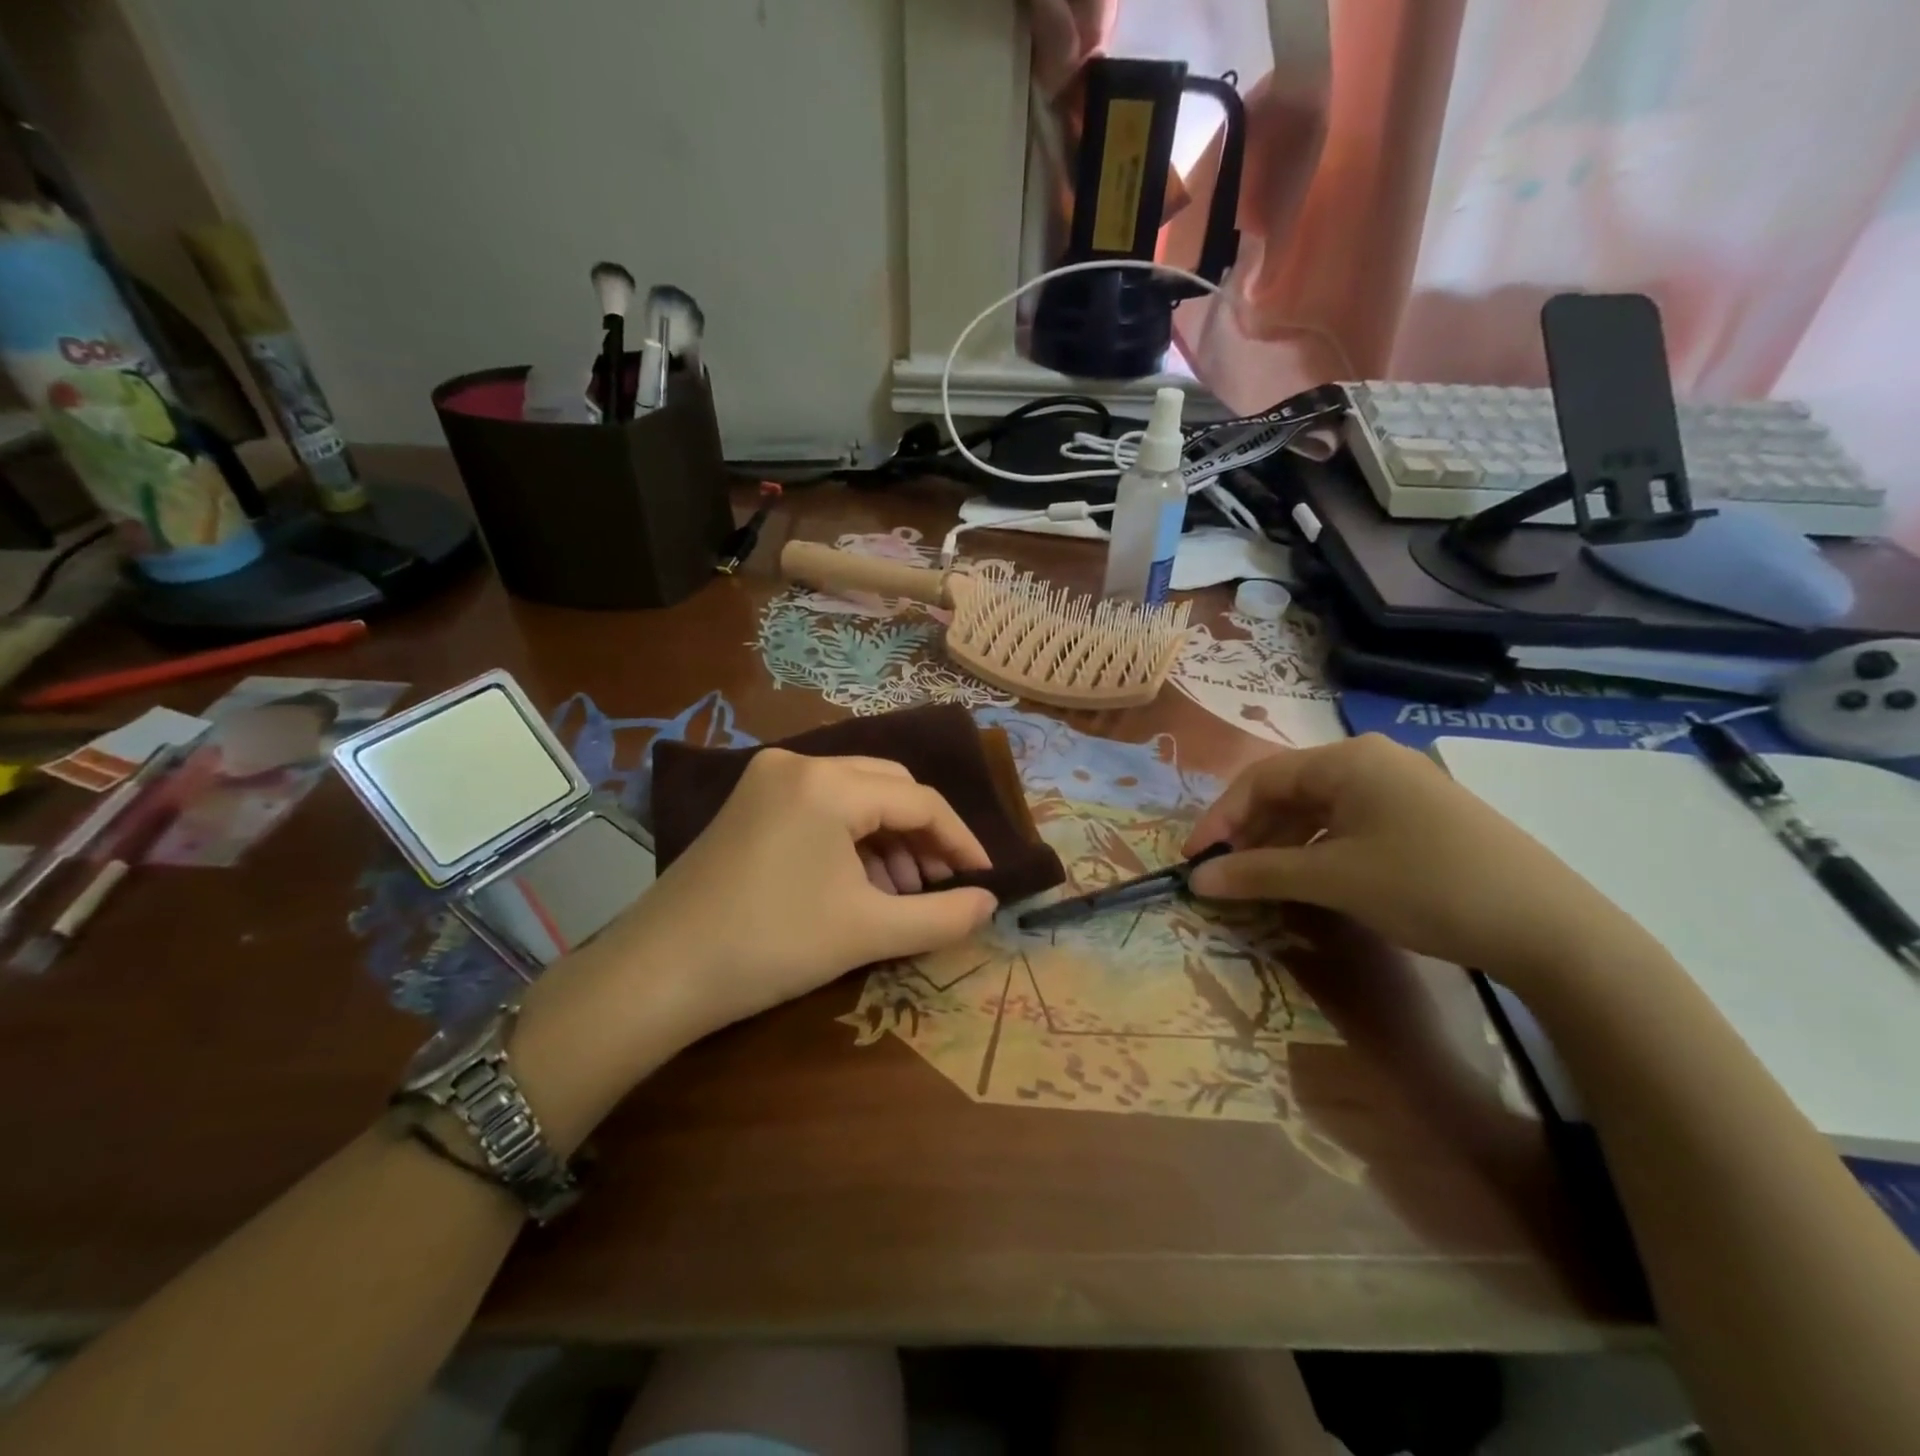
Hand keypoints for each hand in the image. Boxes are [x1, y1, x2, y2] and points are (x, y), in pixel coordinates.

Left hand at [615, 751, 997, 1035]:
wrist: (657, 974)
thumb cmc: (770, 946)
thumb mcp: (867, 932)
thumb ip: (941, 916)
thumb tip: (990, 904)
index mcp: (828, 783)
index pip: (919, 800)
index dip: (959, 840)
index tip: (984, 879)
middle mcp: (798, 763)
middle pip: (888, 787)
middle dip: (922, 836)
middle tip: (940, 886)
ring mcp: (767, 780)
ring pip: (856, 796)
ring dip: (888, 840)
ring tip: (900, 895)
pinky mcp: (750, 803)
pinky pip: (822, 808)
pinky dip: (851, 840)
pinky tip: (859, 884)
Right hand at [1184, 735, 1636, 987]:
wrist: (1551, 929)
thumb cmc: (1427, 886)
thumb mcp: (1333, 879)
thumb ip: (1257, 873)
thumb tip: (1197, 879)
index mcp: (1349, 759)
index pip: (1261, 778)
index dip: (1220, 818)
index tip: (1196, 859)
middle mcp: (1373, 761)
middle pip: (1289, 791)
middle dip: (1251, 832)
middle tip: (1226, 874)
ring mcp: (1402, 788)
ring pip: (1319, 810)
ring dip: (1283, 844)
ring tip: (1262, 882)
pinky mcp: (1423, 818)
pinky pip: (1350, 825)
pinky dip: (1319, 851)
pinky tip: (1312, 881)